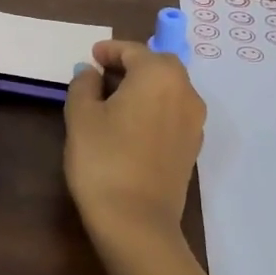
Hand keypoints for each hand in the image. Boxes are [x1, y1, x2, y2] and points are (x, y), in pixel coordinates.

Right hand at [63, 40, 206, 248]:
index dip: (109, 50)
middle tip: (103, 74)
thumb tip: (91, 73)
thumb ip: (84, 84)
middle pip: (158, 66)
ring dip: (144, 87)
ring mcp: (194, 122)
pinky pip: (173, 113)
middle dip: (131, 65)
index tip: (91, 56)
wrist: (136, 223)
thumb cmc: (104, 159)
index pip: (133, 51)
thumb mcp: (80, 115)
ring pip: (168, 90)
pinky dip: (154, 108)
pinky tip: (131, 125)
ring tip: (114, 100)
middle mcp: (185, 92)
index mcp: (159, 75)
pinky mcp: (192, 148)